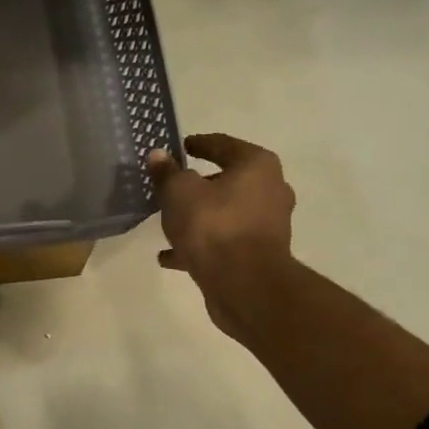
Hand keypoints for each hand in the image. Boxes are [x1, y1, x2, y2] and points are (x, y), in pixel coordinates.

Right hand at [147, 134, 295, 333]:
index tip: (180, 147)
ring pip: (225, 214)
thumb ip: (167, 173)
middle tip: (171, 187)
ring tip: (168, 224)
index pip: (223, 145)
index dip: (199, 144)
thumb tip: (159, 156)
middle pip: (227, 181)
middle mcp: (269, 190)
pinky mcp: (258, 254)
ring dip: (198, 218)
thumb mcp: (179, 193)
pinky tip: (170, 256)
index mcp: (256, 166)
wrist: (244, 284)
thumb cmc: (213, 226)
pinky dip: (200, 245)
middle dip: (198, 185)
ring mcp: (267, 225)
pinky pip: (223, 242)